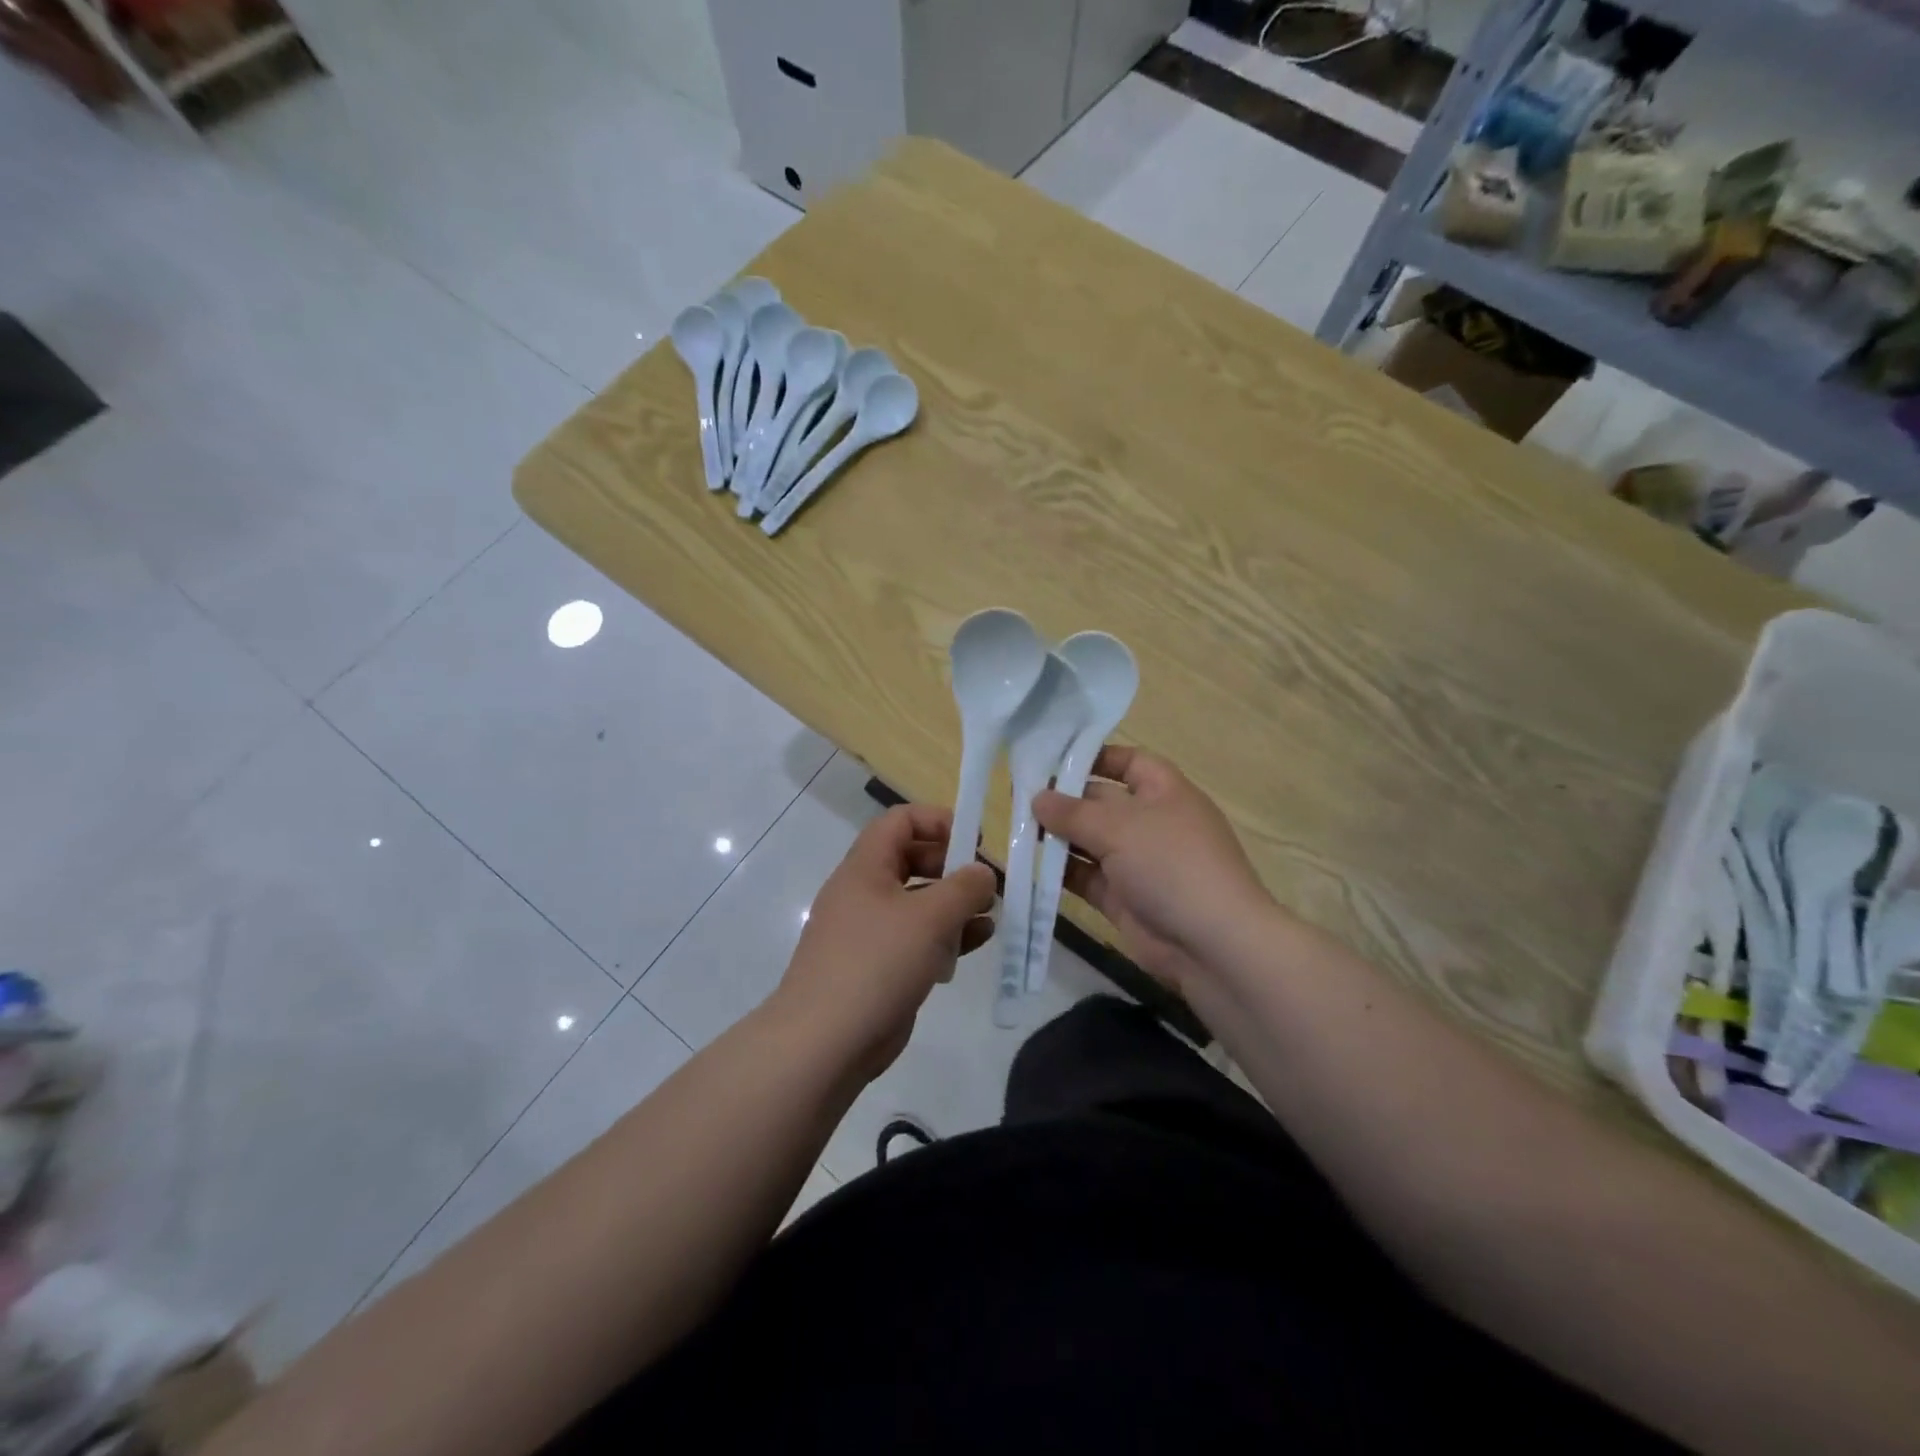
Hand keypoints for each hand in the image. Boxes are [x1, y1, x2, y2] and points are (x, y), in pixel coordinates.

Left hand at [771, 803, 997, 1081]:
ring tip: (990, 915)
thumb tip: (983, 873)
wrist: (825, 1042)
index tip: (974, 841)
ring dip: (956, 905)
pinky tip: (978, 942)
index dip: (938, 821)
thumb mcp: (930, 917)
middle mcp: (865, 892)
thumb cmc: (877, 963)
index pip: (900, 821)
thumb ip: (964, 887)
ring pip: (919, 903)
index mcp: (866, 867)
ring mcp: (871, 932)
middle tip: (986, 884)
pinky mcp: (880, 966)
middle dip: (953, 867)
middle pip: (913, 860)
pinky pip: (918, 939)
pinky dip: (947, 936)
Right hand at [1034, 747, 1272, 997]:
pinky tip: (1029, 866)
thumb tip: (1037, 798)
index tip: (1051, 759)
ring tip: (1015, 831)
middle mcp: (1152, 823)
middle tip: (1016, 798)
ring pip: (1090, 842)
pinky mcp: (1124, 899)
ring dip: (1058, 838)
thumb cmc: (1171, 865)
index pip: (1129, 762)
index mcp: (1165, 792)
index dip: (1095, 757)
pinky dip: (1060, 873)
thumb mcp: (1119, 827)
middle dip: (1064, 800)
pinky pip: (1086, 878)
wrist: (1212, 945)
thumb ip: (1073, 812)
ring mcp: (1138, 863)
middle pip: (1102, 802)